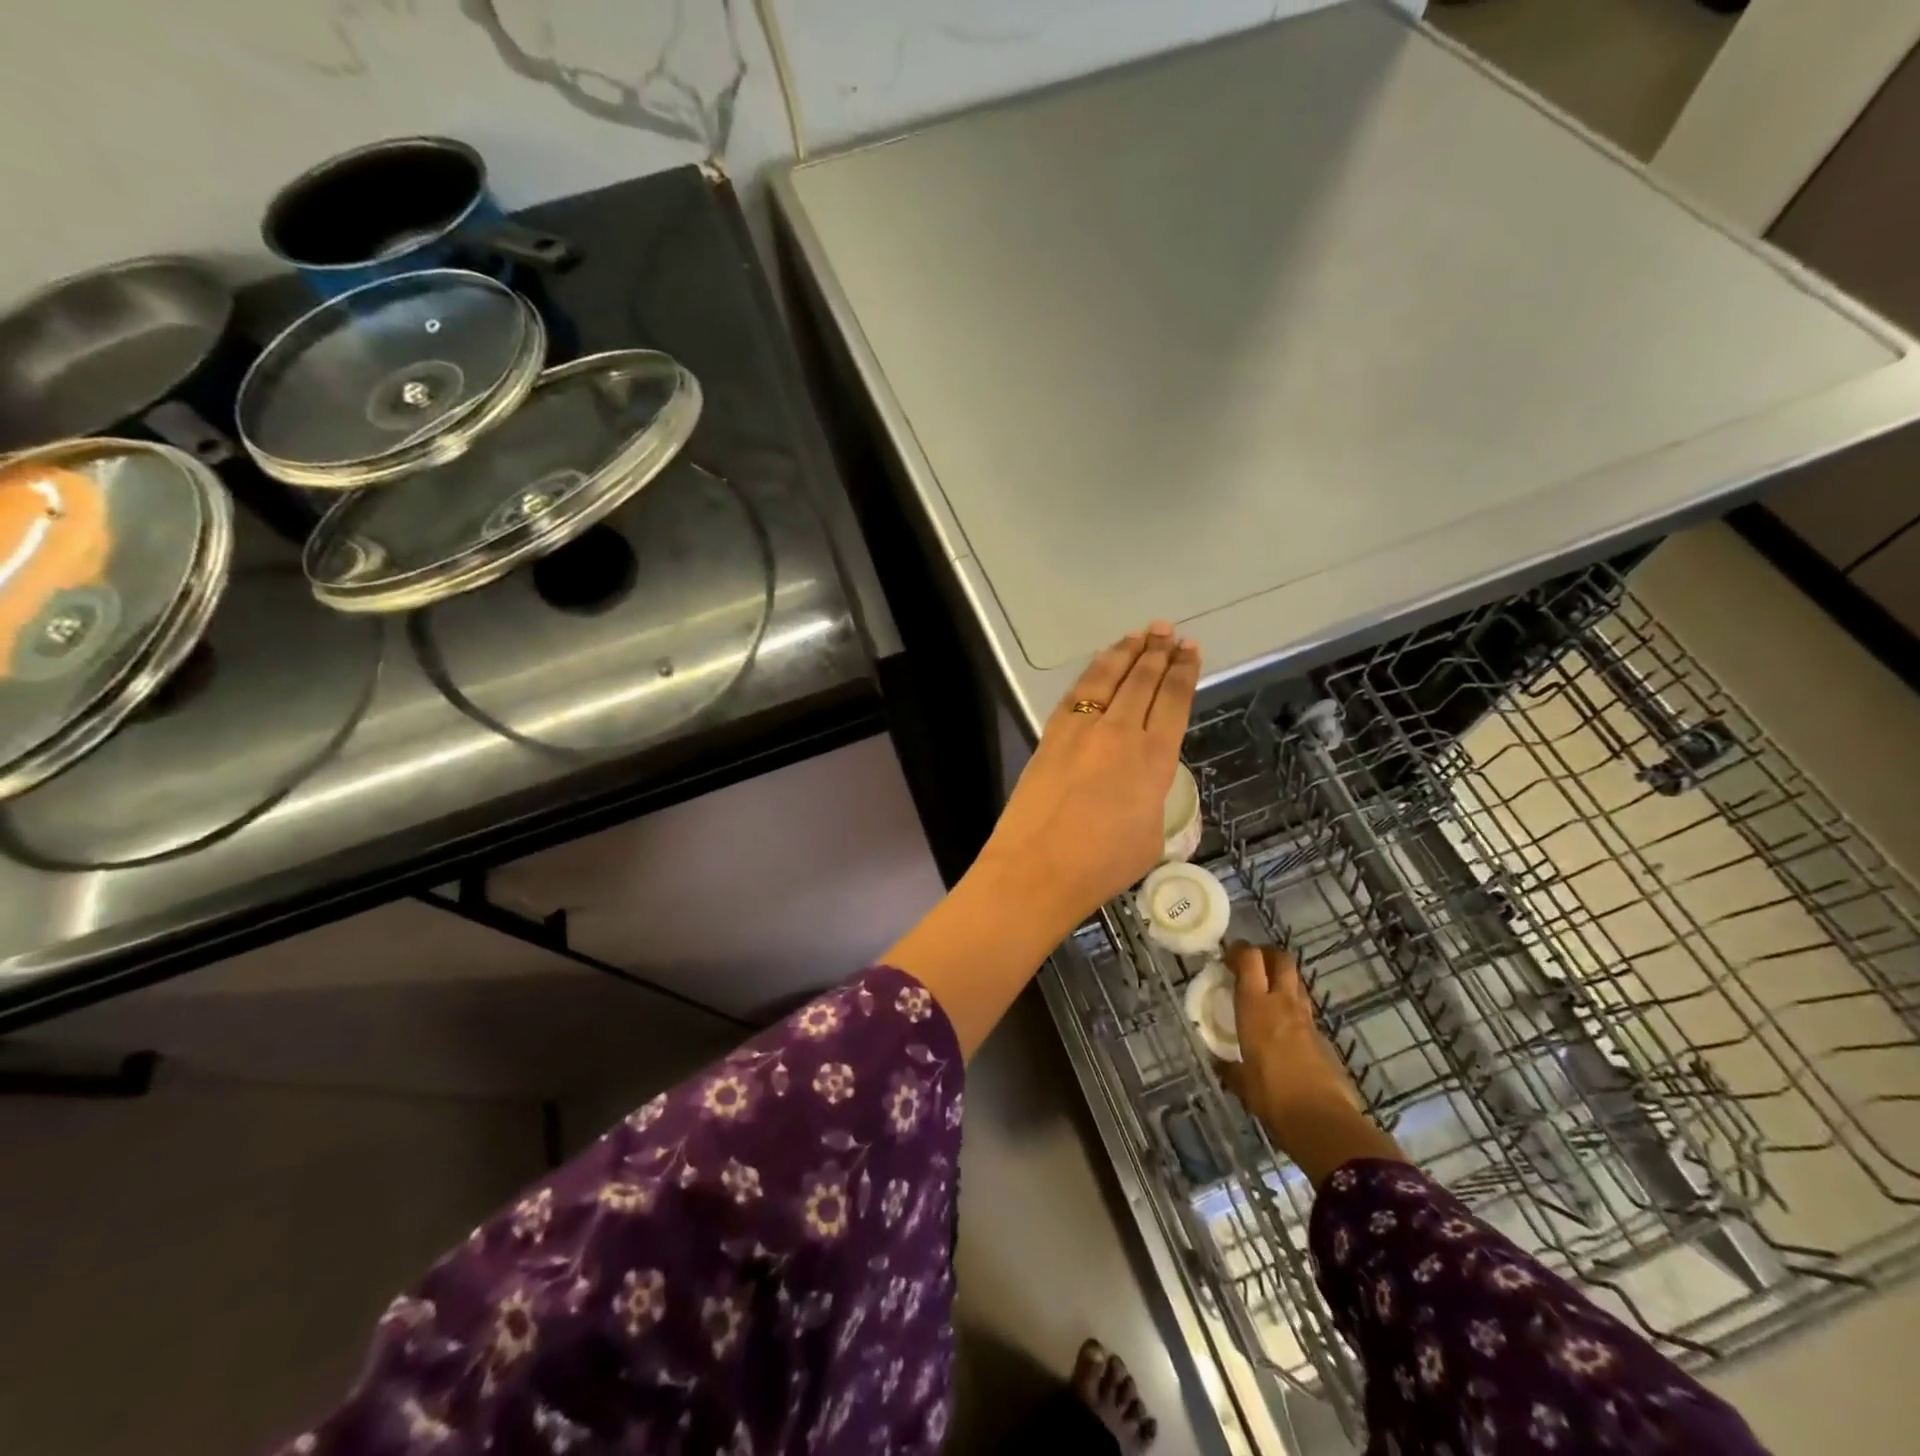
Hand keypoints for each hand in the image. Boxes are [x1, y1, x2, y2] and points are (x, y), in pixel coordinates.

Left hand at [978, 622, 1200, 926]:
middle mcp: (1120, 733)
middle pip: (1143, 680)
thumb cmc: (1101, 865)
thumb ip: (1154, 799)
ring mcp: (1081, 729)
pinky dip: (1093, 672)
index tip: (1191, 650)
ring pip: (1108, 677)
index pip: (1174, 701)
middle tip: (1169, 631)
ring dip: (1127, 651)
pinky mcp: (1051, 734)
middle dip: (1159, 652)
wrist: (1037, 868)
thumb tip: (1145, 786)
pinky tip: (1100, 664)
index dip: (1185, 672)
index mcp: (1154, 759)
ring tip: (1141, 634)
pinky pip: (1077, 692)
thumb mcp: (1151, 837)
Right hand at [1218, 944, 1403, 1184]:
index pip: (1250, 959)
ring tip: (1267, 992)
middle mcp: (1282, 1003)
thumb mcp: (1242, 1083)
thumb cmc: (1273, 1097)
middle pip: (1281, 959)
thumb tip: (1220, 1065)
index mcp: (1256, 1007)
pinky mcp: (1323, 1038)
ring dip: (1282, 978)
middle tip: (1251, 964)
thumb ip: (1230, 1069)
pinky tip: (1284, 1027)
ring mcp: (1307, 1019)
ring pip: (1297, 982)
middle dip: (1266, 954)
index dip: (1238, 950)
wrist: (1324, 1122)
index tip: (1226, 956)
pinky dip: (1293, 1008)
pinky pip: (1305, 1010)